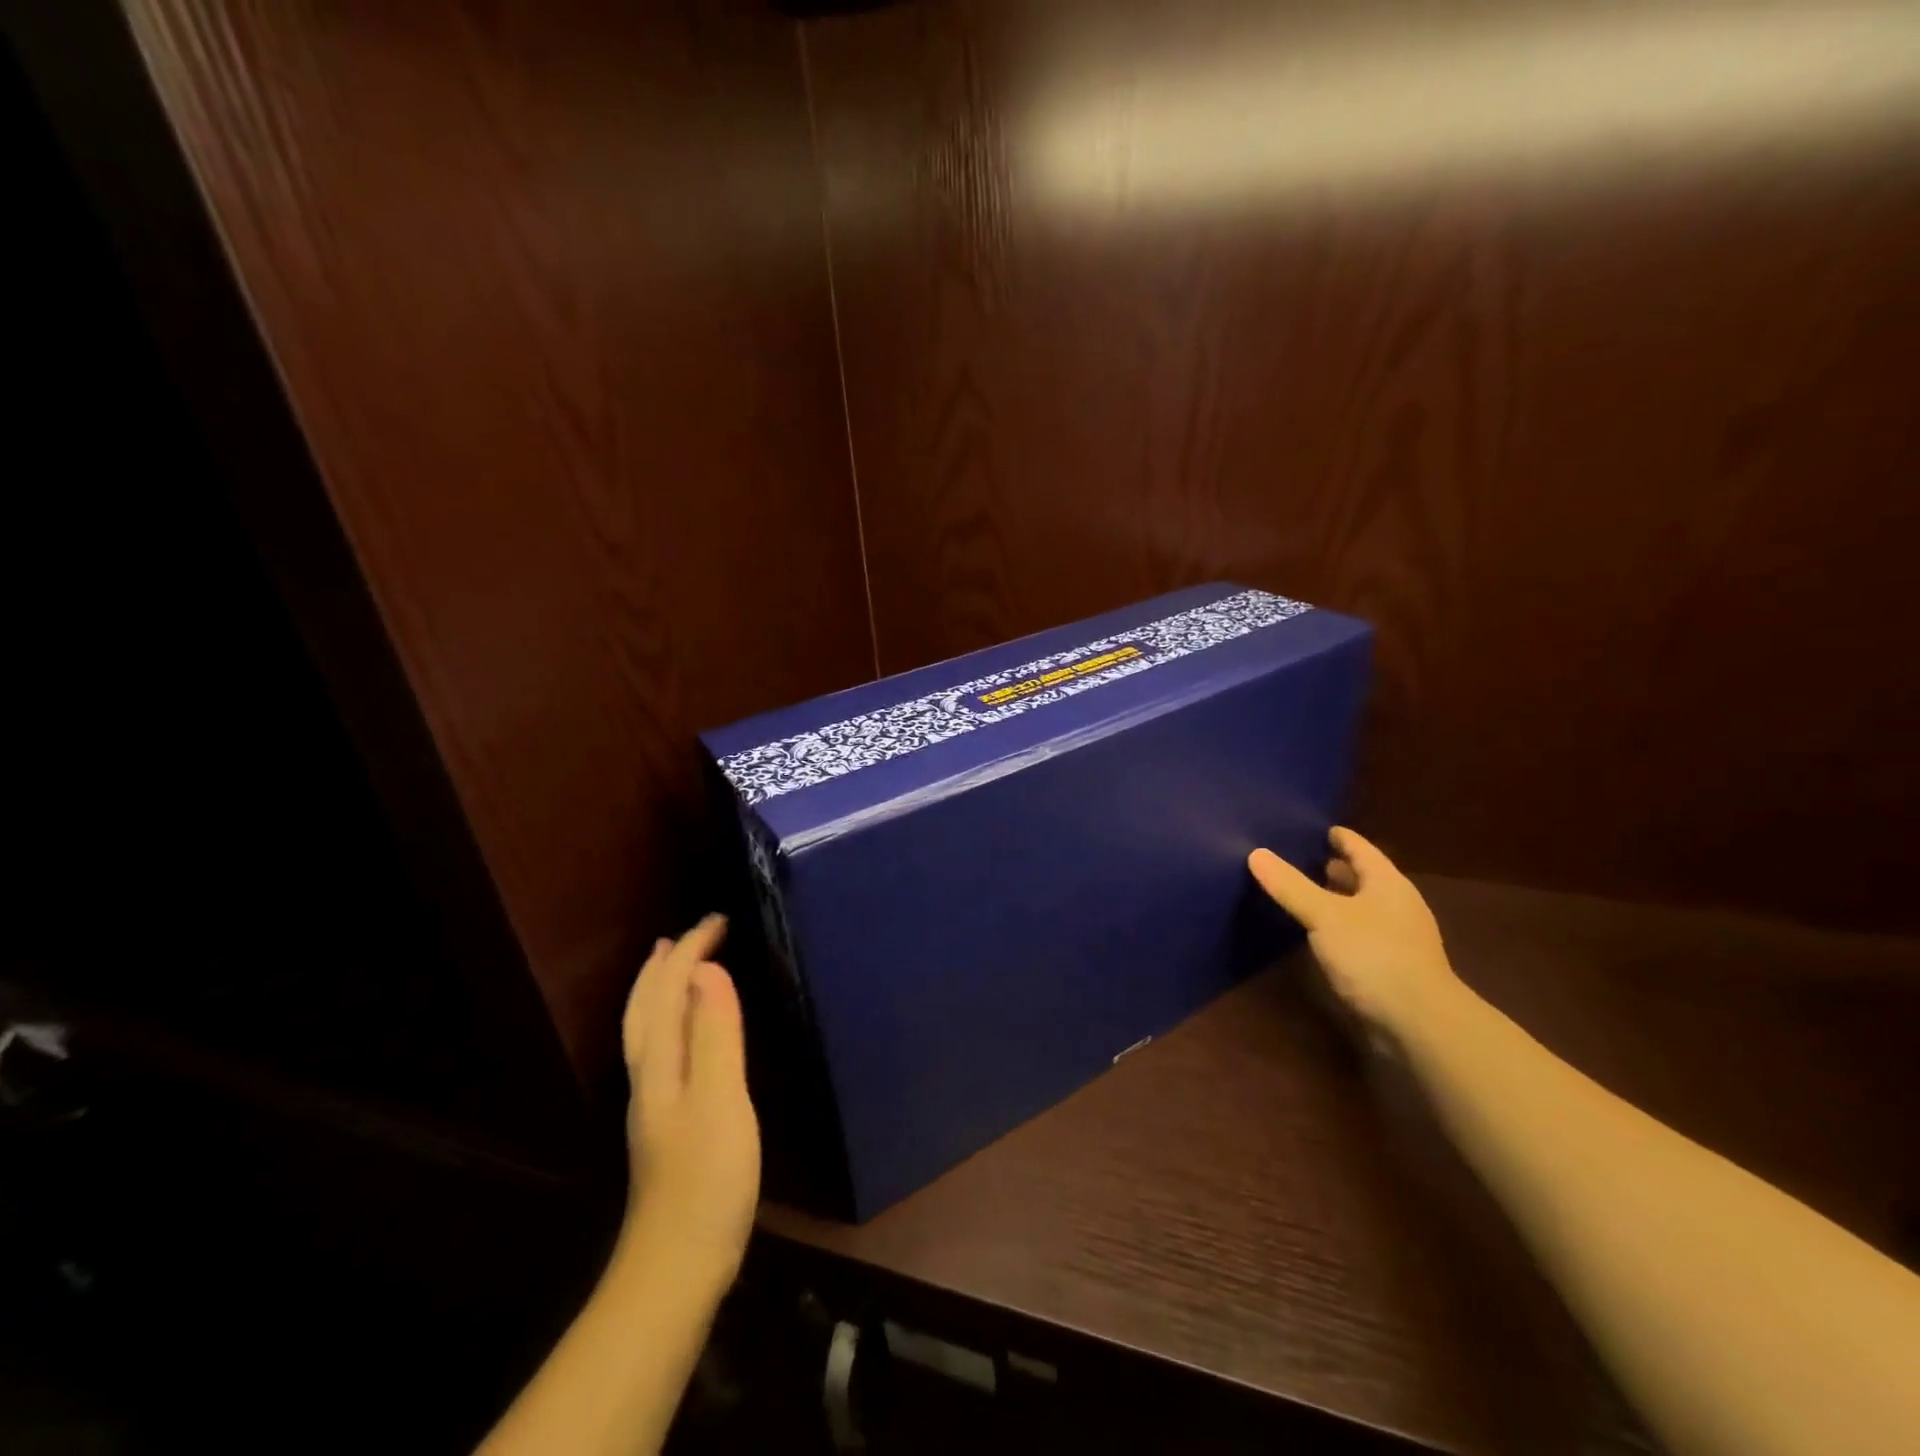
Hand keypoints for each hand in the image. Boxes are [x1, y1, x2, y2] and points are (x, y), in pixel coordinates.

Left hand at [619, 915, 760, 1287]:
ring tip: (674, 967)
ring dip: (660, 989)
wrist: (678, 1265)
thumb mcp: (720, 1099)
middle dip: (666, 964)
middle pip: (646, 1007)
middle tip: (688, 934)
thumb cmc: (707, 1178)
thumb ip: (714, 1033)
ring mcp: (654, 1102)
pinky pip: (663, 1047)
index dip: (690, 950)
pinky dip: (671, 1019)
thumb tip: (707, 970)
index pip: (668, 990)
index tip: (719, 919)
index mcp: (660, 1063)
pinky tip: (687, 1033)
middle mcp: (649, 1075)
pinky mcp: (667, 1123)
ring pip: (648, 1028)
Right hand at [1247, 827, 1465, 1039]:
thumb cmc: (1374, 956)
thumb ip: (1291, 886)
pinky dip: (1340, 926)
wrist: (1419, 1024)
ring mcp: (1398, 939)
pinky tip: (1320, 933)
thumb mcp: (1325, 916)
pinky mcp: (1391, 968)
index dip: (1342, 838)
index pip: (1363, 850)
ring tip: (1307, 892)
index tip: (1323, 828)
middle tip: (1305, 857)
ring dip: (1338, 898)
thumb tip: (1256, 852)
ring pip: (1363, 907)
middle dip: (1338, 868)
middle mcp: (1397, 906)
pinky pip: (1360, 934)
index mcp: (1388, 884)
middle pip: (1365, 878)